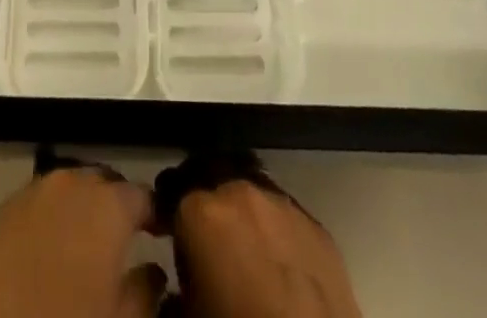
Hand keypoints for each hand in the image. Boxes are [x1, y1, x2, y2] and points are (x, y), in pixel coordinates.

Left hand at [0, 164, 164, 317]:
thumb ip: (145, 291)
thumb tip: (155, 273)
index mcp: (108, 204)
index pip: (143, 195)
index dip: (155, 214)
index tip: (161, 234)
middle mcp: (72, 182)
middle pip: (103, 184)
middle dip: (115, 206)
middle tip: (121, 239)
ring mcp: (33, 191)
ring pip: (67, 190)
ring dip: (79, 210)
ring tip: (83, 244)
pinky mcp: (1, 209)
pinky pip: (36, 205)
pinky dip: (48, 221)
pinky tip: (46, 250)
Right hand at [166, 166, 360, 317]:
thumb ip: (174, 300)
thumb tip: (175, 295)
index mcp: (202, 213)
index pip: (173, 199)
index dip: (170, 221)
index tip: (171, 242)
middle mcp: (240, 193)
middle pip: (214, 186)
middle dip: (208, 210)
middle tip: (209, 247)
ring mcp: (282, 205)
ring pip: (251, 197)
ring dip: (243, 217)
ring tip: (246, 256)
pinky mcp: (316, 226)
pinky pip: (284, 218)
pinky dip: (274, 234)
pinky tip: (280, 269)